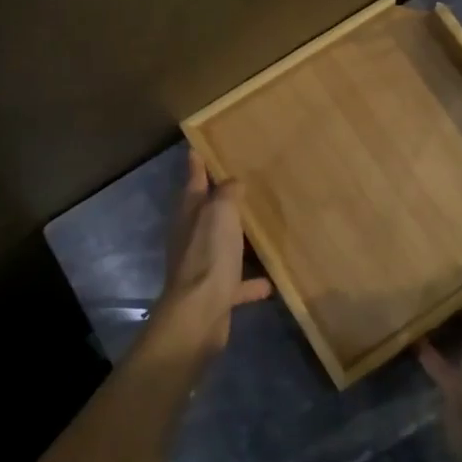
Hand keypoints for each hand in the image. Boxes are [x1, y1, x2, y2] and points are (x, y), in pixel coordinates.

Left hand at [152, 150, 271, 355]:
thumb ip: (227, 194)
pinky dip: (251, 281)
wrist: (199, 314)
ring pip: (221, 245)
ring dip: (236, 239)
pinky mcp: (215, 293)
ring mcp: (203, 265)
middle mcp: (192, 236)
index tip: (198, 146)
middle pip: (206, 212)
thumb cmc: (209, 255)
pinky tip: (271, 281)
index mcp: (190, 213)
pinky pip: (237, 282)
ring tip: (260, 227)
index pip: (193, 179)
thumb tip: (233, 181)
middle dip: (220, 198)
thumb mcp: (220, 213)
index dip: (196, 163)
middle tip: (242, 182)